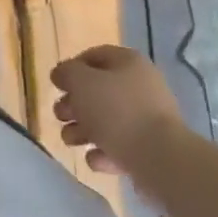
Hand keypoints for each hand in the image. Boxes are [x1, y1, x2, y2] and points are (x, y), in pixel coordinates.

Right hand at [51, 45, 185, 192]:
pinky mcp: (150, 151)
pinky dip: (104, 152)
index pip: (94, 56)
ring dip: (83, 130)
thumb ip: (67, 73)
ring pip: (107, 121)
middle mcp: (141, 88)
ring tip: (70, 141)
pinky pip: (120, 147)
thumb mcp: (82, 82)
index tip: (57, 85)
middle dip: (74, 105)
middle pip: (98, 91)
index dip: (72, 68)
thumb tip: (61, 74)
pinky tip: (95, 159)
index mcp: (129, 63)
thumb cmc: (118, 111)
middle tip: (60, 115)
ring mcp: (148, 121)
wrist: (161, 160)